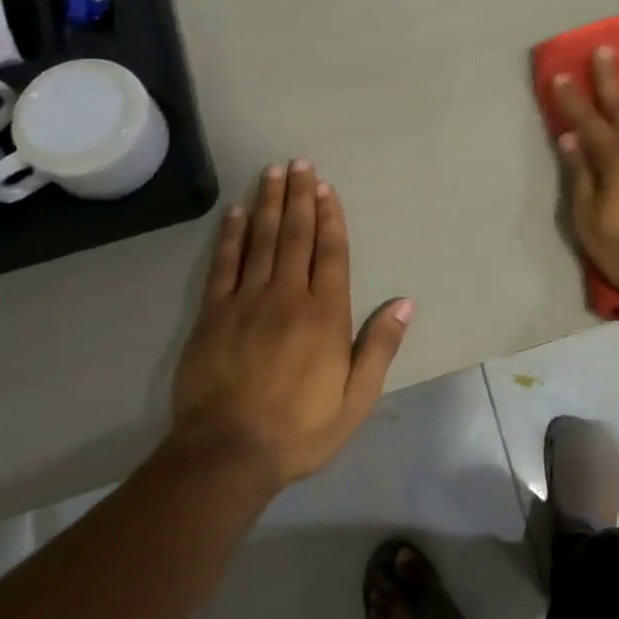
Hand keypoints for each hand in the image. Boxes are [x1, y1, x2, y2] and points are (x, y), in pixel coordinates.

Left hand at [170, 160, 411, 489]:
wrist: (227, 455)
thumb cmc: (301, 429)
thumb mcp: (356, 399)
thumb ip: (379, 347)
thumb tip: (405, 302)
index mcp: (326, 314)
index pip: (331, 253)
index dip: (330, 217)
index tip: (327, 188)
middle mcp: (288, 297)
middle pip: (296, 236)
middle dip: (300, 197)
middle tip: (301, 163)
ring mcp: (247, 302)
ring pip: (262, 240)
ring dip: (270, 203)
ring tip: (274, 171)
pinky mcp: (213, 315)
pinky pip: (224, 264)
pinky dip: (232, 235)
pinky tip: (237, 212)